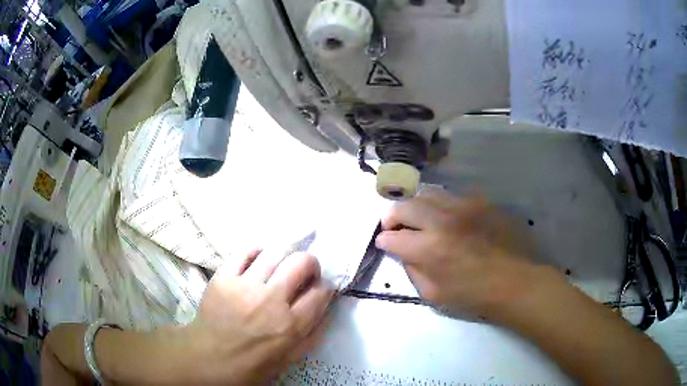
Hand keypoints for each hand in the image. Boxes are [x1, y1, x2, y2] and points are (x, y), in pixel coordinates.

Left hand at [183, 250, 333, 384]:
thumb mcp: (289, 359)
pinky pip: (246, 251)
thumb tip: (325, 308)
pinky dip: (258, 251)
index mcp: (290, 326)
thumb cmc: (251, 363)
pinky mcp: (224, 277)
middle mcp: (270, 301)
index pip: (320, 292)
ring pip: (275, 252)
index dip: (325, 287)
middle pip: (301, 263)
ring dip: (286, 255)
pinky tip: (260, 259)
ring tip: (282, 265)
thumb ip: (312, 335)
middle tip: (305, 271)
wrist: (208, 357)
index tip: (319, 288)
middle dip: (311, 263)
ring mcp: (245, 286)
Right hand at [376, 188, 537, 317]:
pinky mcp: (480, 202)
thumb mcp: (434, 296)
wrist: (516, 281)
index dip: (384, 241)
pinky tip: (446, 217)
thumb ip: (413, 271)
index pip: (392, 238)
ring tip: (417, 217)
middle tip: (394, 226)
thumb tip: (404, 253)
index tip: (384, 243)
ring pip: (427, 193)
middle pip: (405, 206)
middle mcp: (443, 220)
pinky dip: (440, 205)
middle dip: (392, 216)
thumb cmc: (474, 296)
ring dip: (415, 205)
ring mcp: (463, 206)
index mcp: (429, 249)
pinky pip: (451, 196)